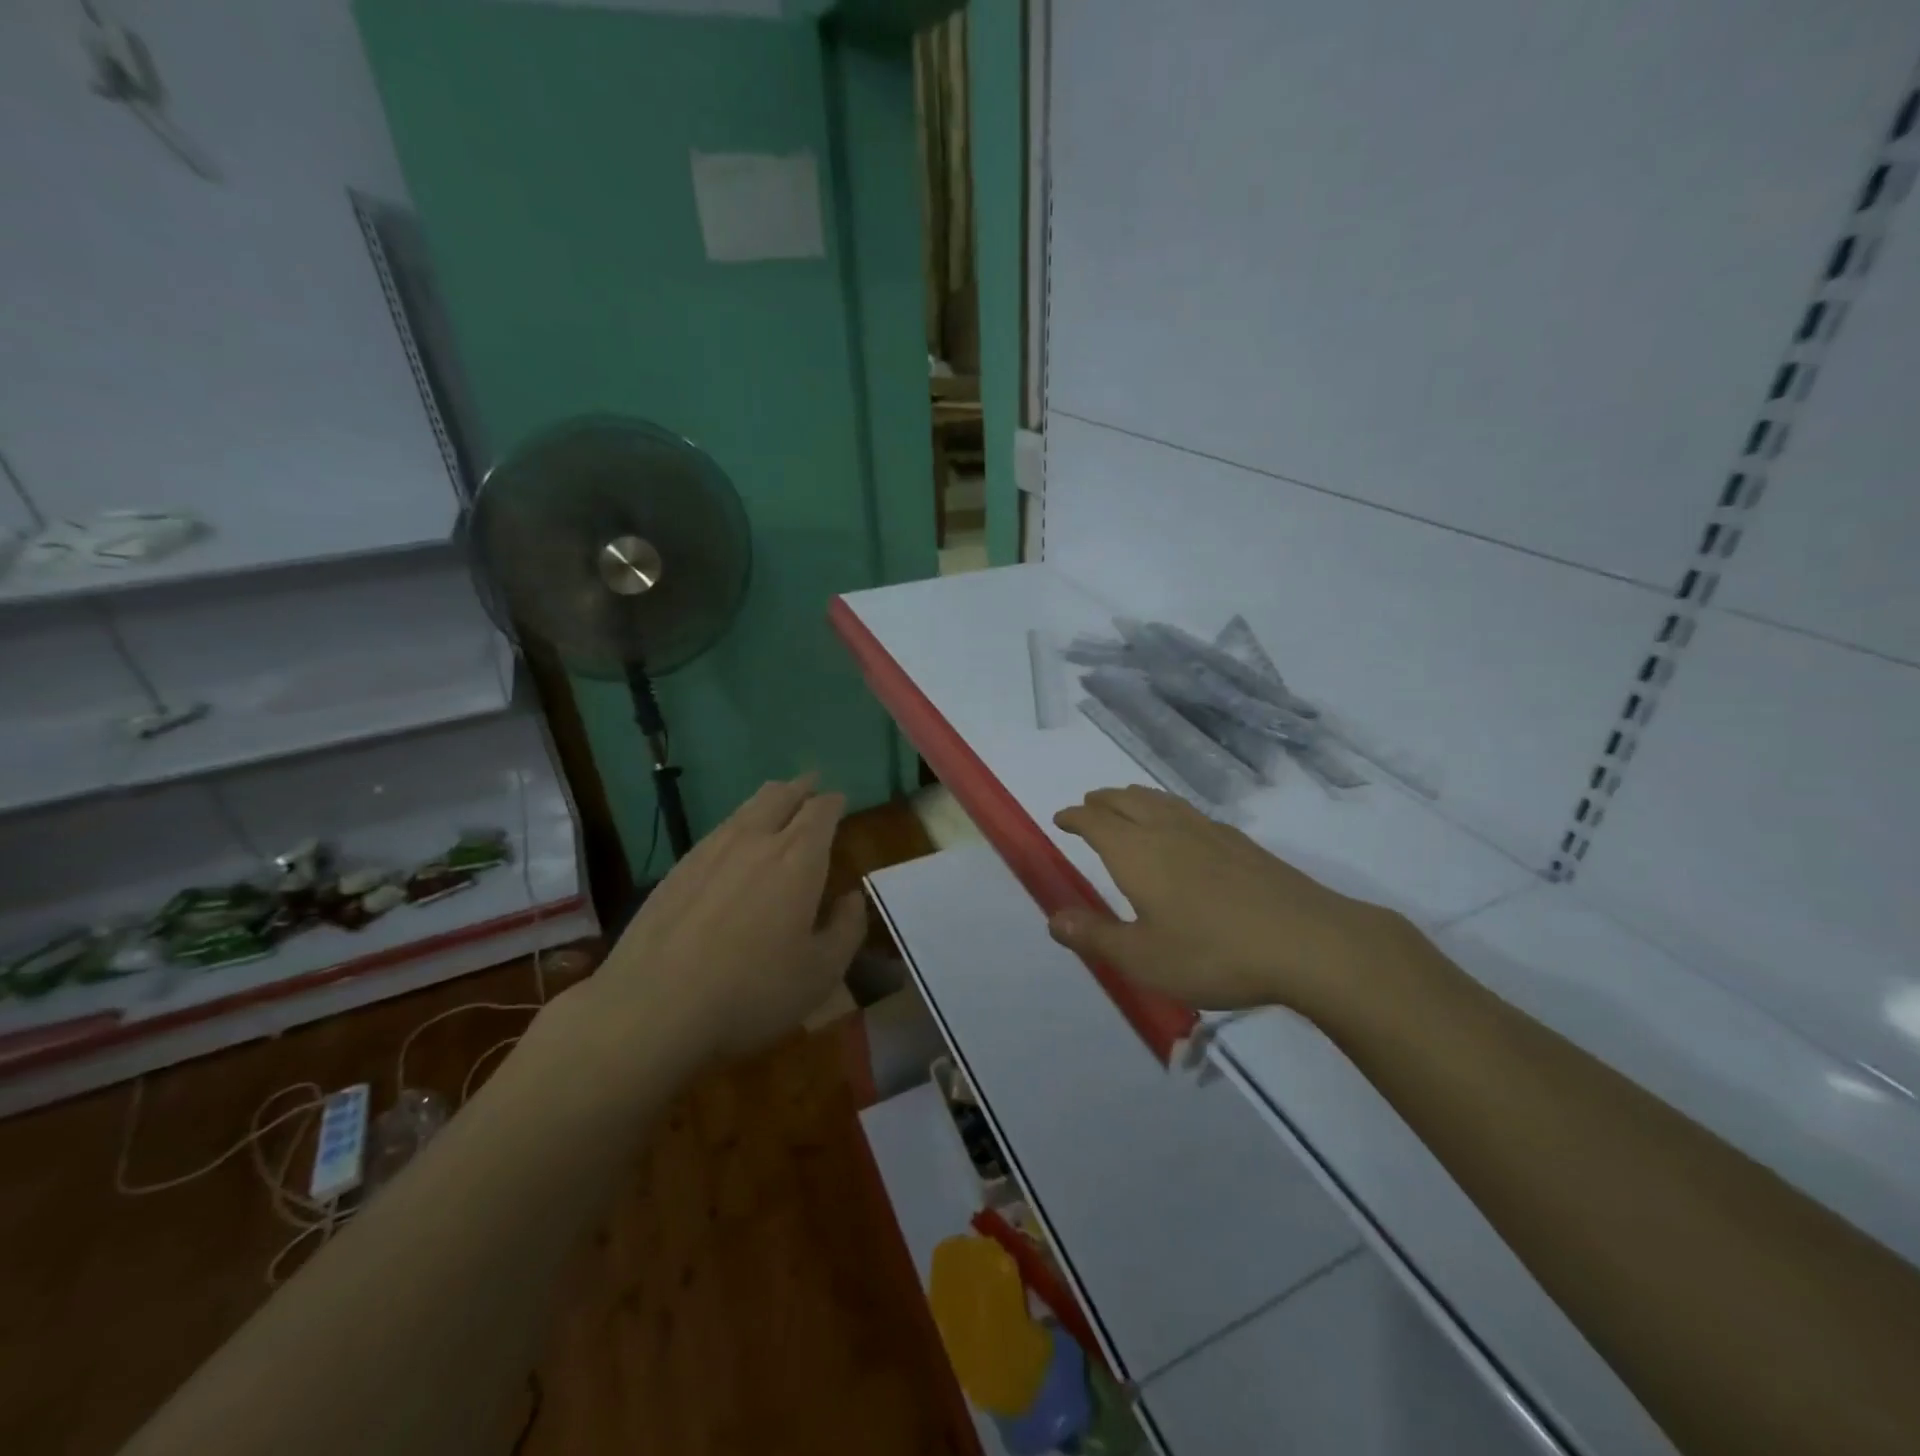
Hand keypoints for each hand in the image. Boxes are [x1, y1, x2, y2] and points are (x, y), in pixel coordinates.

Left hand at [555, 777, 865, 1073]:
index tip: (841, 799)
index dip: (834, 801)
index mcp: (797, 858)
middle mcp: (754, 841)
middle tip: (812, 785)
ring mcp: (709, 851)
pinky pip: (717, 831)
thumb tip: (851, 898)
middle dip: (801, 787)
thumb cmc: (751, 992)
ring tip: (777, 804)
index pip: (821, 811)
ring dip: (768, 800)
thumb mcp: (821, 973)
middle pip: (780, 795)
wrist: (651, 1009)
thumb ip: (846, 929)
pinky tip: (734, 845)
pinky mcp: (676, 870)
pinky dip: (737, 826)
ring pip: (745, 809)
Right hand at [1048, 786, 1409, 1020]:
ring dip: (1134, 798)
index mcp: (1136, 852)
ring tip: (1126, 803)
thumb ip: (1095, 936)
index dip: (1074, 817)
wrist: (1307, 942)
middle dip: (1102, 801)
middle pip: (1126, 801)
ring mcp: (1208, 832)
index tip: (1061, 818)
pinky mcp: (1241, 843)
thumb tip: (1052, 918)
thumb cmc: (1213, 952)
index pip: (1095, 822)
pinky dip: (1168, 808)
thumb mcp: (1143, 958)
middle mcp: (1167, 830)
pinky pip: (1189, 811)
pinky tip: (1182, 826)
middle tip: (1088, 806)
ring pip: (1160, 801)